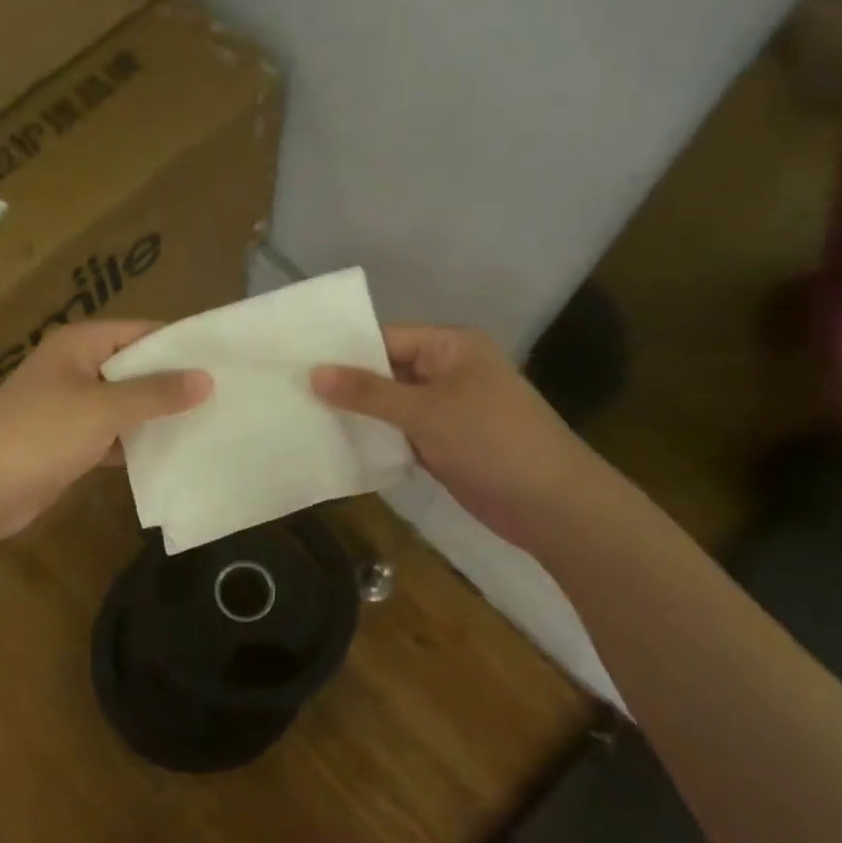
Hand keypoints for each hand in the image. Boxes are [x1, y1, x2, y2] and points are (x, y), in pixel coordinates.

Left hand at [0, 320, 210, 540]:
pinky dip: (135, 441)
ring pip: (124, 403)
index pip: (141, 332)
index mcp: (79, 344)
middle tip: (223, 394)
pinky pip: (112, 433)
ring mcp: (69, 405)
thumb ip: (156, 393)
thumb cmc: (41, 434)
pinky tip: (170, 452)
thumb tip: (206, 378)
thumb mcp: (104, 408)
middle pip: (134, 367)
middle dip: (172, 382)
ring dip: (155, 414)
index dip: (179, 344)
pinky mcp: (68, 440)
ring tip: (208, 422)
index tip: (223, 359)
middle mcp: (75, 367)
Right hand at [311, 324, 605, 536]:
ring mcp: (446, 410)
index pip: (384, 337)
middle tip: (290, 393)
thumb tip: (312, 373)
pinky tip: (336, 445)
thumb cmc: (492, 441)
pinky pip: (400, 433)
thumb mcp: (426, 411)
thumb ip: (368, 392)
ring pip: (390, 405)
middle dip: (345, 385)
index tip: (295, 363)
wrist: (552, 505)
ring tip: (302, 418)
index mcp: (450, 346)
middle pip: (385, 371)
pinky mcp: (443, 444)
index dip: (342, 351)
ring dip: (357, 414)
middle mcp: (447, 371)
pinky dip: (375, 438)